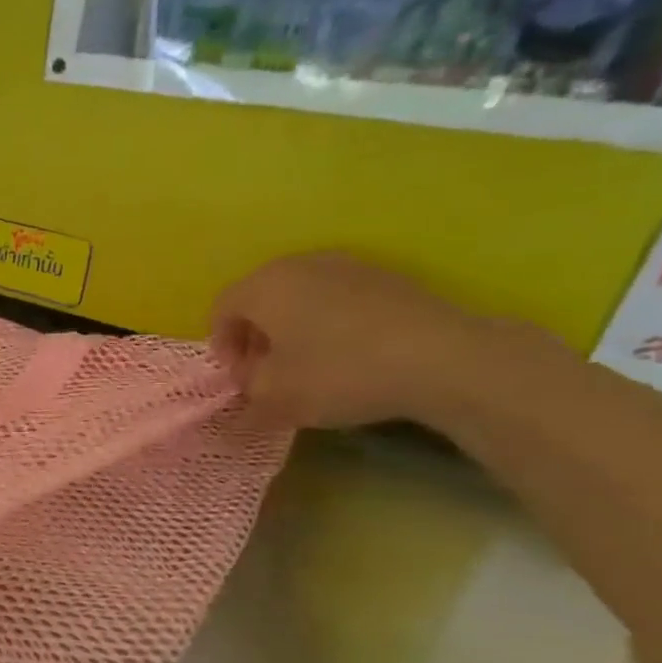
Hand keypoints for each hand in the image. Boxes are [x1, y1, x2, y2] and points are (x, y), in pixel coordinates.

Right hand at [210, 253, 488, 429]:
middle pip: (259, 298)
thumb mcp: (275, 398)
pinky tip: (349, 354)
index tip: (241, 379)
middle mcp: (299, 264)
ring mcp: (347, 265)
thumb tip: (245, 395)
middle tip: (268, 373)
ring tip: (310, 365)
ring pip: (300, 296)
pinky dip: (329, 323)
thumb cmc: (337, 373)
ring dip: (293, 329)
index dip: (222, 347)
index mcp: (263, 286)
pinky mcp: (386, 276)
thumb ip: (247, 397)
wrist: (440, 358)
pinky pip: (337, 298)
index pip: (220, 309)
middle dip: (256, 336)